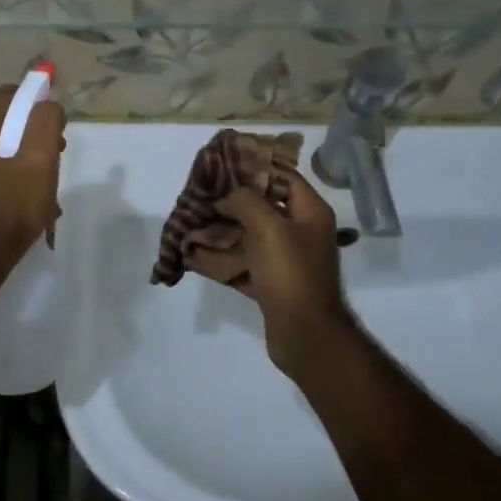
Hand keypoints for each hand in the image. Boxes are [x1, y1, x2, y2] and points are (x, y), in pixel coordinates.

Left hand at [0, 85, 65, 271]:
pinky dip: (4, 169)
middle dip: (31, 136)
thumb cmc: (10, 207)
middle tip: (53, 163)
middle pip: (3, 118)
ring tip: (41, 185)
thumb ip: (46, 120)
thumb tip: (46, 103)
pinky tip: (21, 195)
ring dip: (20, 155)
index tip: (58, 139)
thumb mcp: (41, 160)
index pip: (14, 95)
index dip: (40, 112)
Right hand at [186, 172, 355, 372]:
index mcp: (309, 212)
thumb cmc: (290, 273)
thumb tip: (227, 198)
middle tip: (201, 196)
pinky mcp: (272, 284)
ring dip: (221, 232)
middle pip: (262, 207)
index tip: (222, 165)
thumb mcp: (268, 227)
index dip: (254, 168)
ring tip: (191, 225)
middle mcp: (301, 232)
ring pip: (249, 237)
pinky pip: (243, 265)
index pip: (283, 176)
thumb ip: (245, 202)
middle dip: (230, 203)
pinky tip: (194, 257)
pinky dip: (221, 261)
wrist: (305, 334)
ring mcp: (286, 260)